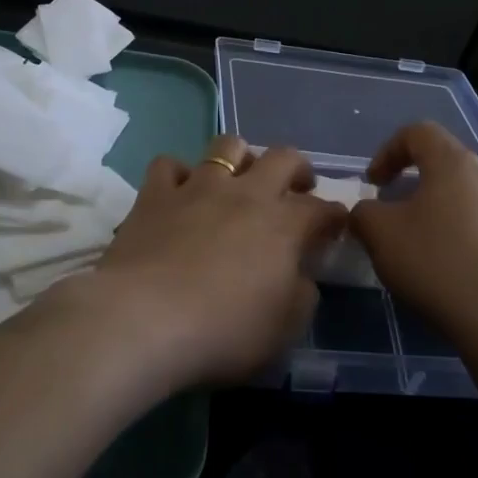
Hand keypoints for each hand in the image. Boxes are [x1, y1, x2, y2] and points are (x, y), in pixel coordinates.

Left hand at [86, 135, 347, 387]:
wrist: (144, 320)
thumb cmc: (223, 331)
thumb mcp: (283, 330)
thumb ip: (301, 296)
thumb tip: (302, 276)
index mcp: (284, 226)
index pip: (322, 209)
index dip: (334, 216)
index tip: (334, 227)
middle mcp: (246, 194)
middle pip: (283, 158)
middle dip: (297, 169)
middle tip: (296, 188)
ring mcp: (198, 188)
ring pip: (227, 146)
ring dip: (240, 157)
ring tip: (239, 177)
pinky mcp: (155, 195)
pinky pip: (169, 165)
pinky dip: (179, 174)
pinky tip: (180, 192)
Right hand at [351, 122, 477, 344]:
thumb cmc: (435, 263)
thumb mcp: (379, 234)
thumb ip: (363, 214)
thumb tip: (366, 213)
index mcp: (452, 163)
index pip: (418, 132)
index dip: (388, 152)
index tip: (374, 185)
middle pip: (446, 165)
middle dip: (416, 185)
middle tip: (395, 215)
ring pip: (471, 198)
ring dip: (445, 212)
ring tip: (427, 247)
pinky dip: (475, 241)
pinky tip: (465, 269)